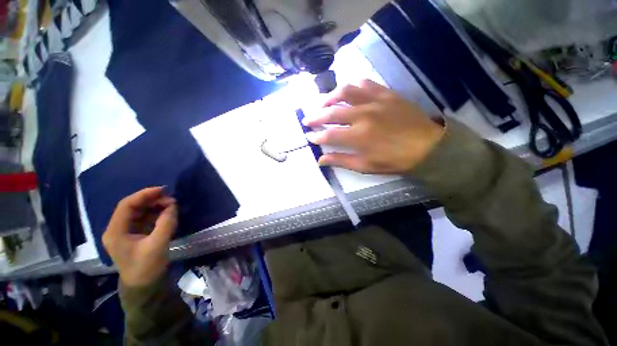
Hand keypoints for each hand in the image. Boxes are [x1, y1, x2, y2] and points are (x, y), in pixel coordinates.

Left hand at [102, 187, 177, 287]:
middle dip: (152, 200)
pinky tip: (167, 213)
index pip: (126, 205)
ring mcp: (127, 232)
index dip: (144, 195)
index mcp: (116, 231)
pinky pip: (146, 218)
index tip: (163, 190)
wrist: (144, 287)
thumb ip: (166, 223)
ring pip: (140, 212)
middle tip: (171, 199)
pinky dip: (157, 213)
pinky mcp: (136, 234)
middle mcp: (118, 229)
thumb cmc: (146, 268)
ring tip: (172, 205)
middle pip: (133, 207)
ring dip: (155, 206)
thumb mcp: (157, 245)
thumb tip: (173, 205)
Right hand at [304, 80, 444, 173]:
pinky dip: (352, 87)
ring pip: (345, 92)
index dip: (316, 136)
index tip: (309, 137)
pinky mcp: (386, 94)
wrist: (427, 146)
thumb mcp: (366, 166)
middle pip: (332, 112)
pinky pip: (365, 84)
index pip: (329, 134)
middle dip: (315, 117)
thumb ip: (341, 160)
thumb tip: (320, 159)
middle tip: (307, 120)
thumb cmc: (395, 160)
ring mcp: (375, 101)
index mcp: (358, 136)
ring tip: (323, 103)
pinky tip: (347, 93)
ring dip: (330, 97)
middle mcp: (363, 115)